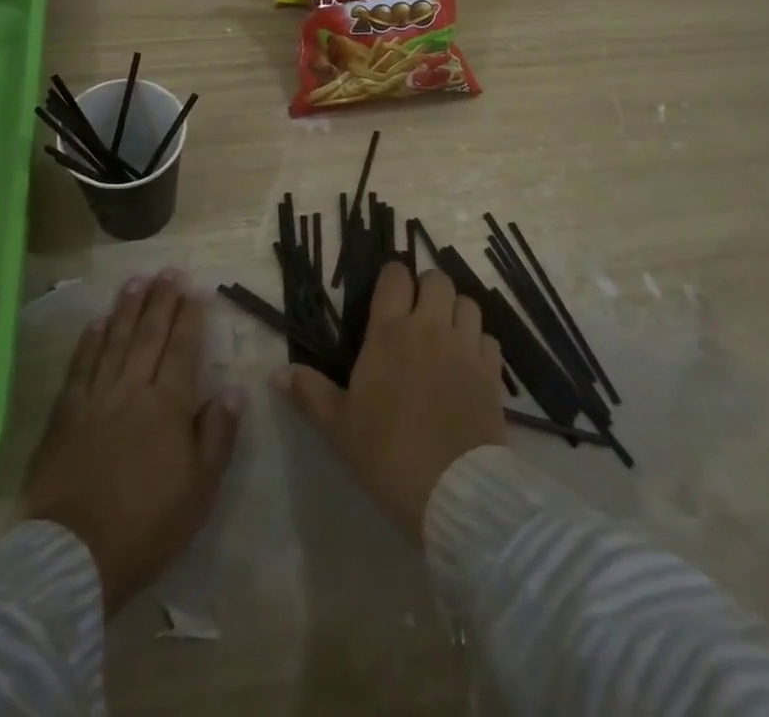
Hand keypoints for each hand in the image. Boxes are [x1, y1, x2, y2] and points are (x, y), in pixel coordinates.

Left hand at [21, 272, 240, 613]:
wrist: (74, 557)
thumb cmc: (147, 526)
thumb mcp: (200, 490)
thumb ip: (217, 435)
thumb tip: (232, 390)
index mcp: (168, 407)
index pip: (183, 349)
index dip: (190, 317)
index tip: (195, 289)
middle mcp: (132, 391)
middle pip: (149, 336)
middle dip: (161, 301)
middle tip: (168, 272)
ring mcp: (95, 400)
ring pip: (113, 342)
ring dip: (126, 310)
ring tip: (136, 282)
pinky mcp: (64, 416)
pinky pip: (79, 368)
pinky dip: (88, 343)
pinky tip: (96, 323)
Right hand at [278, 262, 505, 541]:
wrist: (452, 491)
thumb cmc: (387, 453)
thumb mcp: (339, 425)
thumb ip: (309, 392)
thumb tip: (276, 372)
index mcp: (390, 332)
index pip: (395, 276)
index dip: (392, 277)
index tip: (388, 293)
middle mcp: (430, 328)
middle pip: (437, 280)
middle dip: (427, 288)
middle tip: (417, 313)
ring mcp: (465, 347)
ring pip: (468, 303)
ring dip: (456, 311)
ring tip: (445, 333)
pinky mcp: (492, 372)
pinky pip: (489, 337)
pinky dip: (478, 341)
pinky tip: (468, 362)